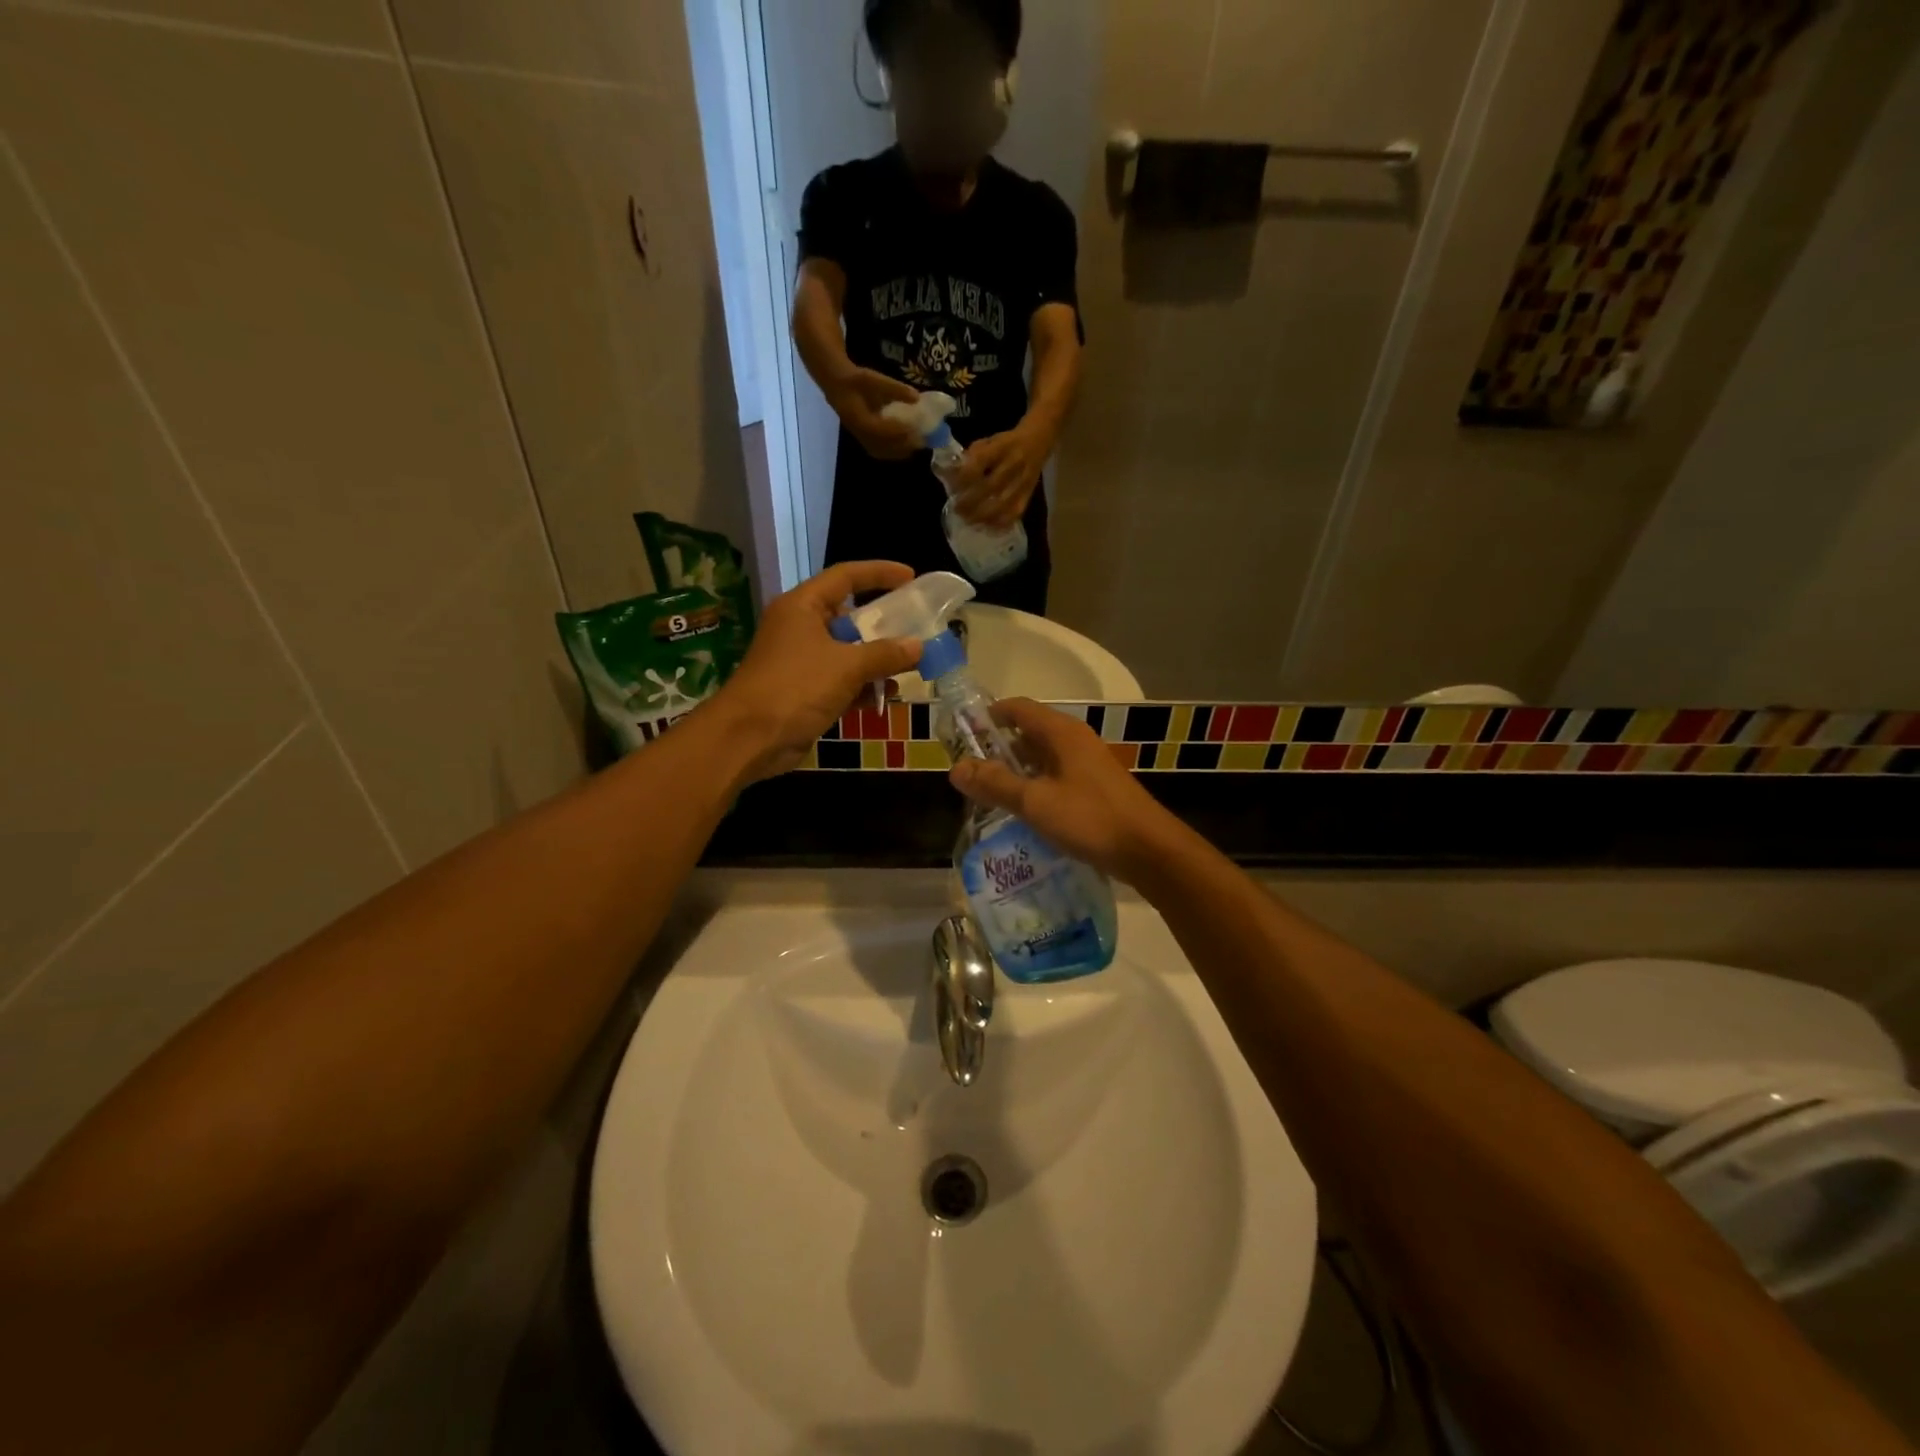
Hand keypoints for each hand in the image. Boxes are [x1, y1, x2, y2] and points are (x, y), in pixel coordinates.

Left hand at [710, 561, 921, 781]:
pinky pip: (840, 680)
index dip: (879, 573)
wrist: (750, 737)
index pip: (845, 576)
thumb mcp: (847, 666)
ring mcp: (800, 661)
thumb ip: (885, 654)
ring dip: (876, 659)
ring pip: (846, 651)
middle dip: (882, 623)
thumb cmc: (796, 687)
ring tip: (911, 664)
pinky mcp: (803, 691)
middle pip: (847, 615)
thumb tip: (918, 646)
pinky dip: (862, 685)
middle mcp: (800, 627)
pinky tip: (888, 695)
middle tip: (916, 625)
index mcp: (803, 606)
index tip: (911, 577)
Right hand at [826, 368, 924, 461]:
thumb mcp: (873, 379)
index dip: (898, 432)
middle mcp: (859, 432)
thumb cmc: (855, 380)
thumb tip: (917, 397)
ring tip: (916, 446)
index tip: (915, 429)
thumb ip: (894, 389)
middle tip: (921, 440)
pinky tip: (904, 449)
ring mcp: (860, 438)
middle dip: (902, 445)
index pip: (881, 430)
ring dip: (899, 451)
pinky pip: (878, 451)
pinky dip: (892, 452)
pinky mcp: (863, 440)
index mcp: (859, 418)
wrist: (837, 386)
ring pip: (881, 451)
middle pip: (883, 445)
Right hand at [948, 699, 1177, 882]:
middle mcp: (1075, 740)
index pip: (1017, 708)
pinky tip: (1023, 812)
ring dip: (1016, 772)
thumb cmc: (1090, 818)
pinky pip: (1056, 777)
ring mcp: (1087, 764)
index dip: (988, 717)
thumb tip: (955, 769)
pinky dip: (1035, 787)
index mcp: (1061, 732)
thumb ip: (995, 784)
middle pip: (1028, 733)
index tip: (962, 737)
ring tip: (989, 795)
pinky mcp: (1094, 788)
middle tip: (970, 774)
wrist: (1148, 850)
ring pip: (1042, 758)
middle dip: (997, 749)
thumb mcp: (1035, 802)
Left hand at [950, 422, 1050, 529]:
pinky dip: (1000, 523)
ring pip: (1003, 503)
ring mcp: (1023, 481)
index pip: (980, 462)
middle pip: (991, 486)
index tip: (951, 487)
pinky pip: (1015, 513)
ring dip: (983, 516)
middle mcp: (1014, 463)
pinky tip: (987, 527)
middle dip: (970, 501)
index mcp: (1002, 446)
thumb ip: (970, 456)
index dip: (963, 477)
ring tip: (968, 521)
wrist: (1037, 441)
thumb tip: (951, 475)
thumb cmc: (1006, 442)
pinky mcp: (1029, 494)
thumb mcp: (988, 440)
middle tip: (957, 509)